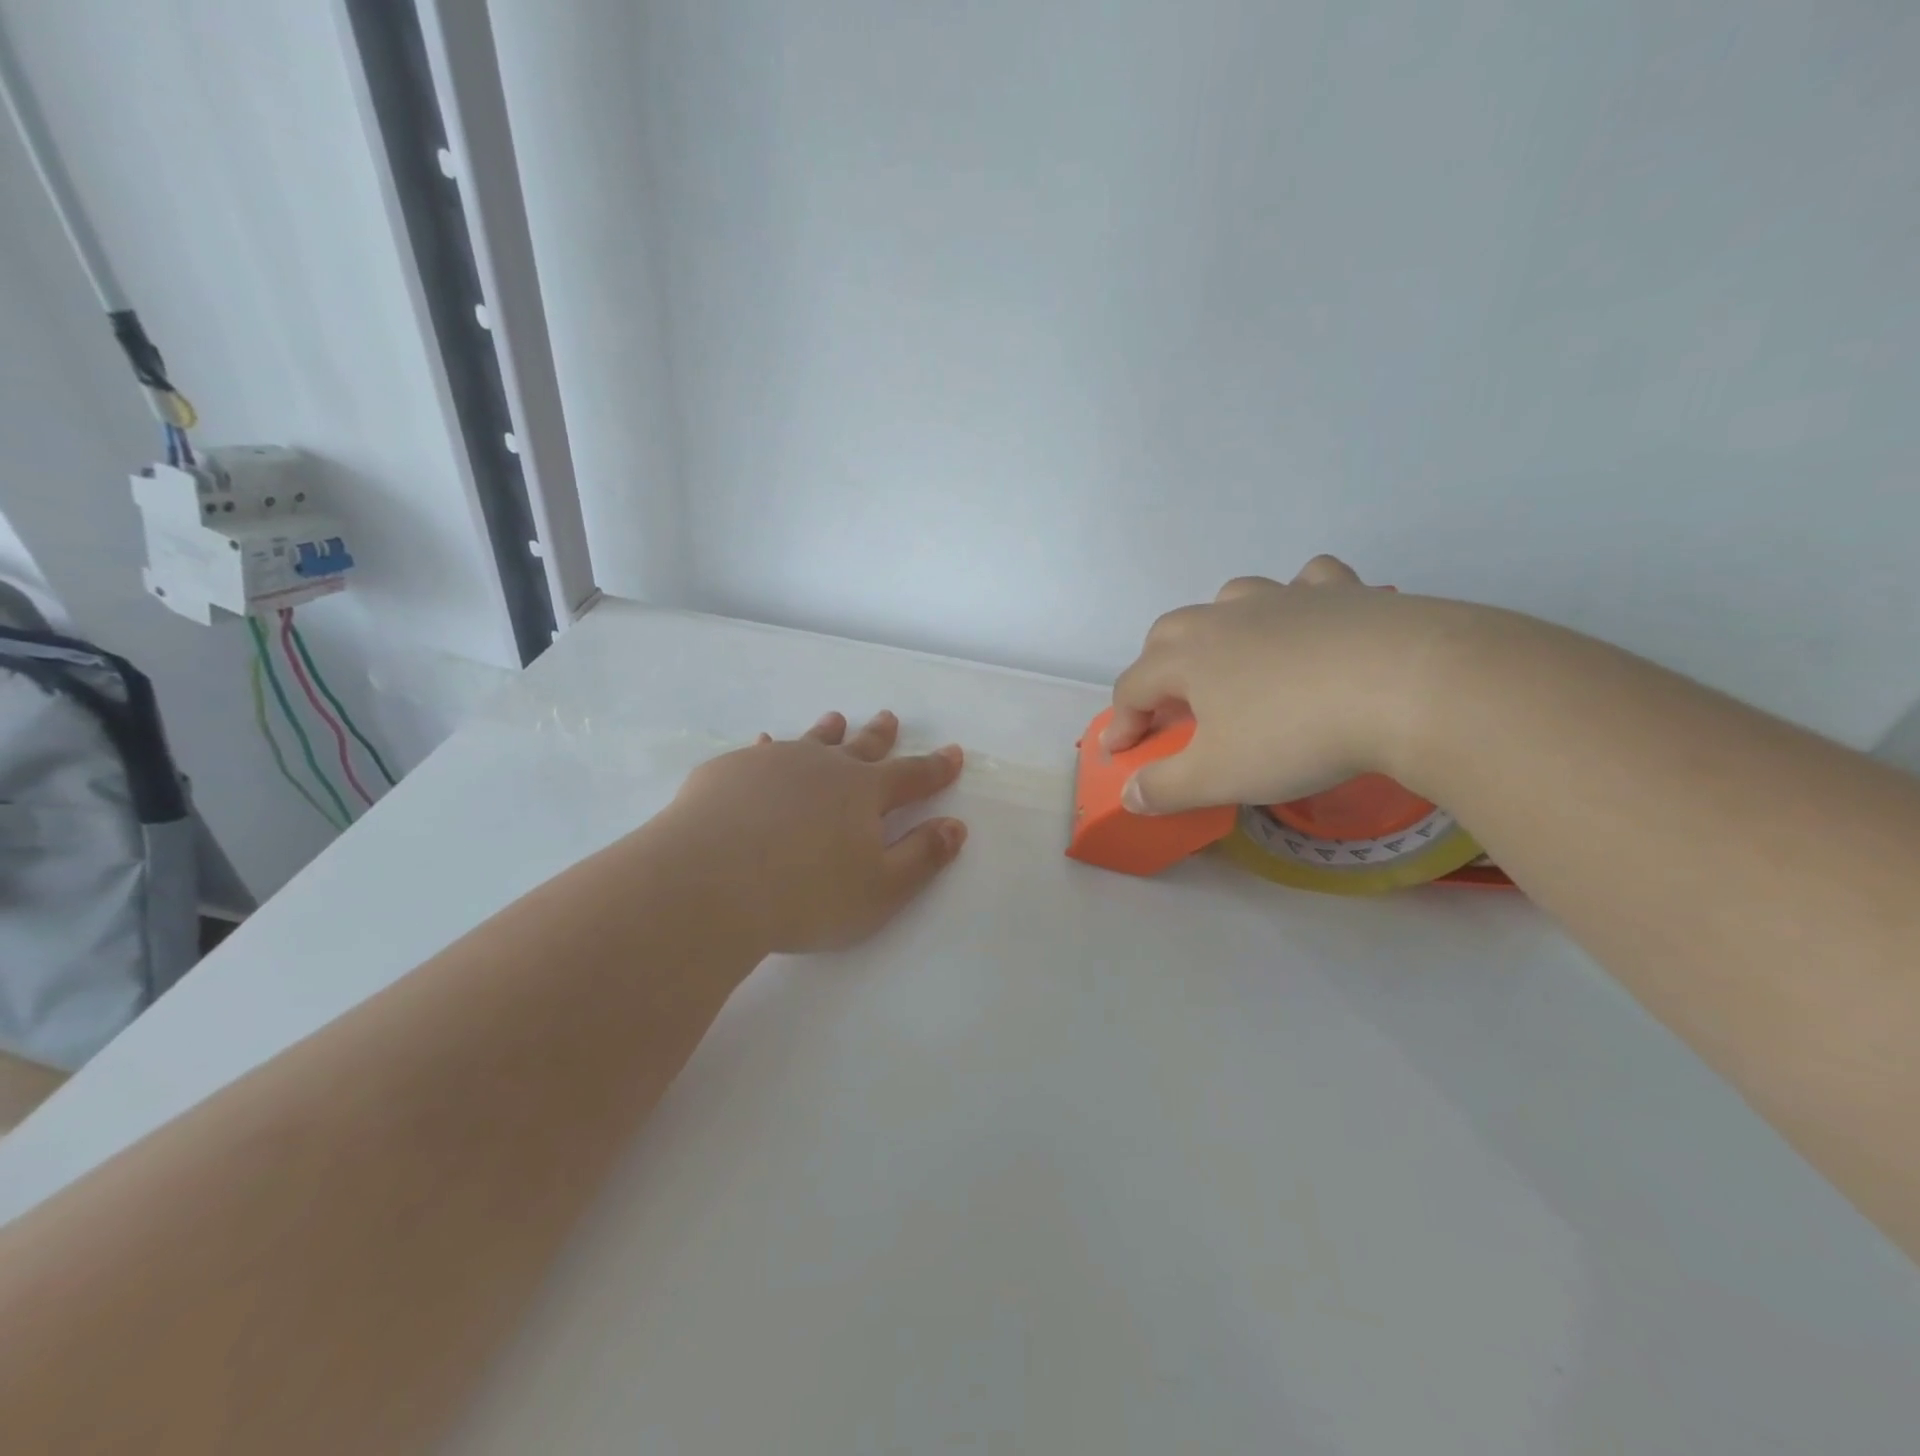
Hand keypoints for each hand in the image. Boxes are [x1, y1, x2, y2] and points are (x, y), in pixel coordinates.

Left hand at [666, 710, 967, 954]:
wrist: (708, 883)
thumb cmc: (806, 895)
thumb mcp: (880, 889)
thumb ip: (921, 857)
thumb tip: (955, 826)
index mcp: (863, 792)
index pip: (911, 776)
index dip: (935, 768)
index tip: (952, 752)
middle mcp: (822, 767)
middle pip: (860, 747)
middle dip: (880, 736)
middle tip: (889, 718)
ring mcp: (772, 764)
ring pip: (809, 741)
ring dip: (827, 732)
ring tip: (835, 721)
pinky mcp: (728, 772)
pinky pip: (757, 753)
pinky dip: (767, 749)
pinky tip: (763, 745)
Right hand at [1104, 555, 1451, 813]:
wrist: (1408, 685)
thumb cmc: (1296, 735)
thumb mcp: (1219, 777)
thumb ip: (1165, 787)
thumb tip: (1129, 794)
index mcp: (1187, 658)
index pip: (1132, 686)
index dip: (1121, 721)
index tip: (1122, 753)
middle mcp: (1225, 618)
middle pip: (1169, 633)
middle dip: (1156, 668)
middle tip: (1168, 705)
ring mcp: (1283, 598)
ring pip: (1229, 599)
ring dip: (1215, 627)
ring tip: (1229, 659)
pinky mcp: (1341, 592)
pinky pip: (1305, 583)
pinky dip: (1296, 598)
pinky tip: (1307, 619)